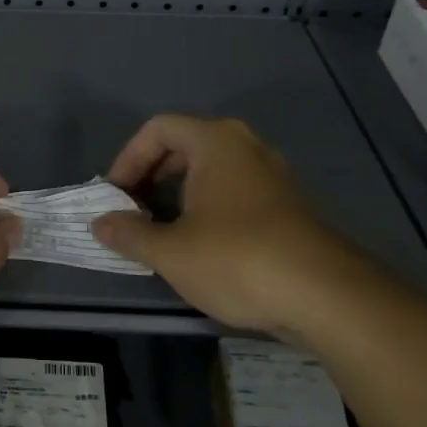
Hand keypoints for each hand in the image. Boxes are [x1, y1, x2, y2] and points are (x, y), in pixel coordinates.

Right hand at [90, 115, 374, 336]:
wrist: (326, 297)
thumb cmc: (237, 258)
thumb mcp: (171, 251)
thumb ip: (129, 234)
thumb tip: (100, 224)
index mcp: (215, 141)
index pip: (158, 129)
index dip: (128, 158)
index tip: (116, 195)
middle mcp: (246, 147)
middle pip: (185, 146)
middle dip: (152, 176)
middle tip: (134, 211)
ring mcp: (273, 176)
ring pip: (212, 171)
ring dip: (179, 195)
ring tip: (161, 231)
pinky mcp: (289, 206)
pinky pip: (235, 192)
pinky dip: (208, 208)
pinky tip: (201, 246)